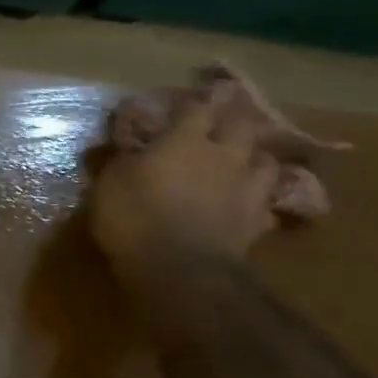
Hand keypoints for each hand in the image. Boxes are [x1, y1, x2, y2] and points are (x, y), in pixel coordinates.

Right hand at [89, 99, 279, 284]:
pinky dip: (257, 204)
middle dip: (232, 123)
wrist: (180, 271)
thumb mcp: (110, 184)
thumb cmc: (135, 218)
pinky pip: (266, 206)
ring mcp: (246, 189)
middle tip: (219, 128)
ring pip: (266, 162)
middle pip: (242, 126)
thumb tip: (130, 148)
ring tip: (241, 165)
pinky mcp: (257, 223)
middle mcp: (222, 156)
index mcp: (184, 141)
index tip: (181, 107)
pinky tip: (246, 209)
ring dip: (254, 159)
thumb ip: (124, 160)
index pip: (196, 108)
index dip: (190, 105)